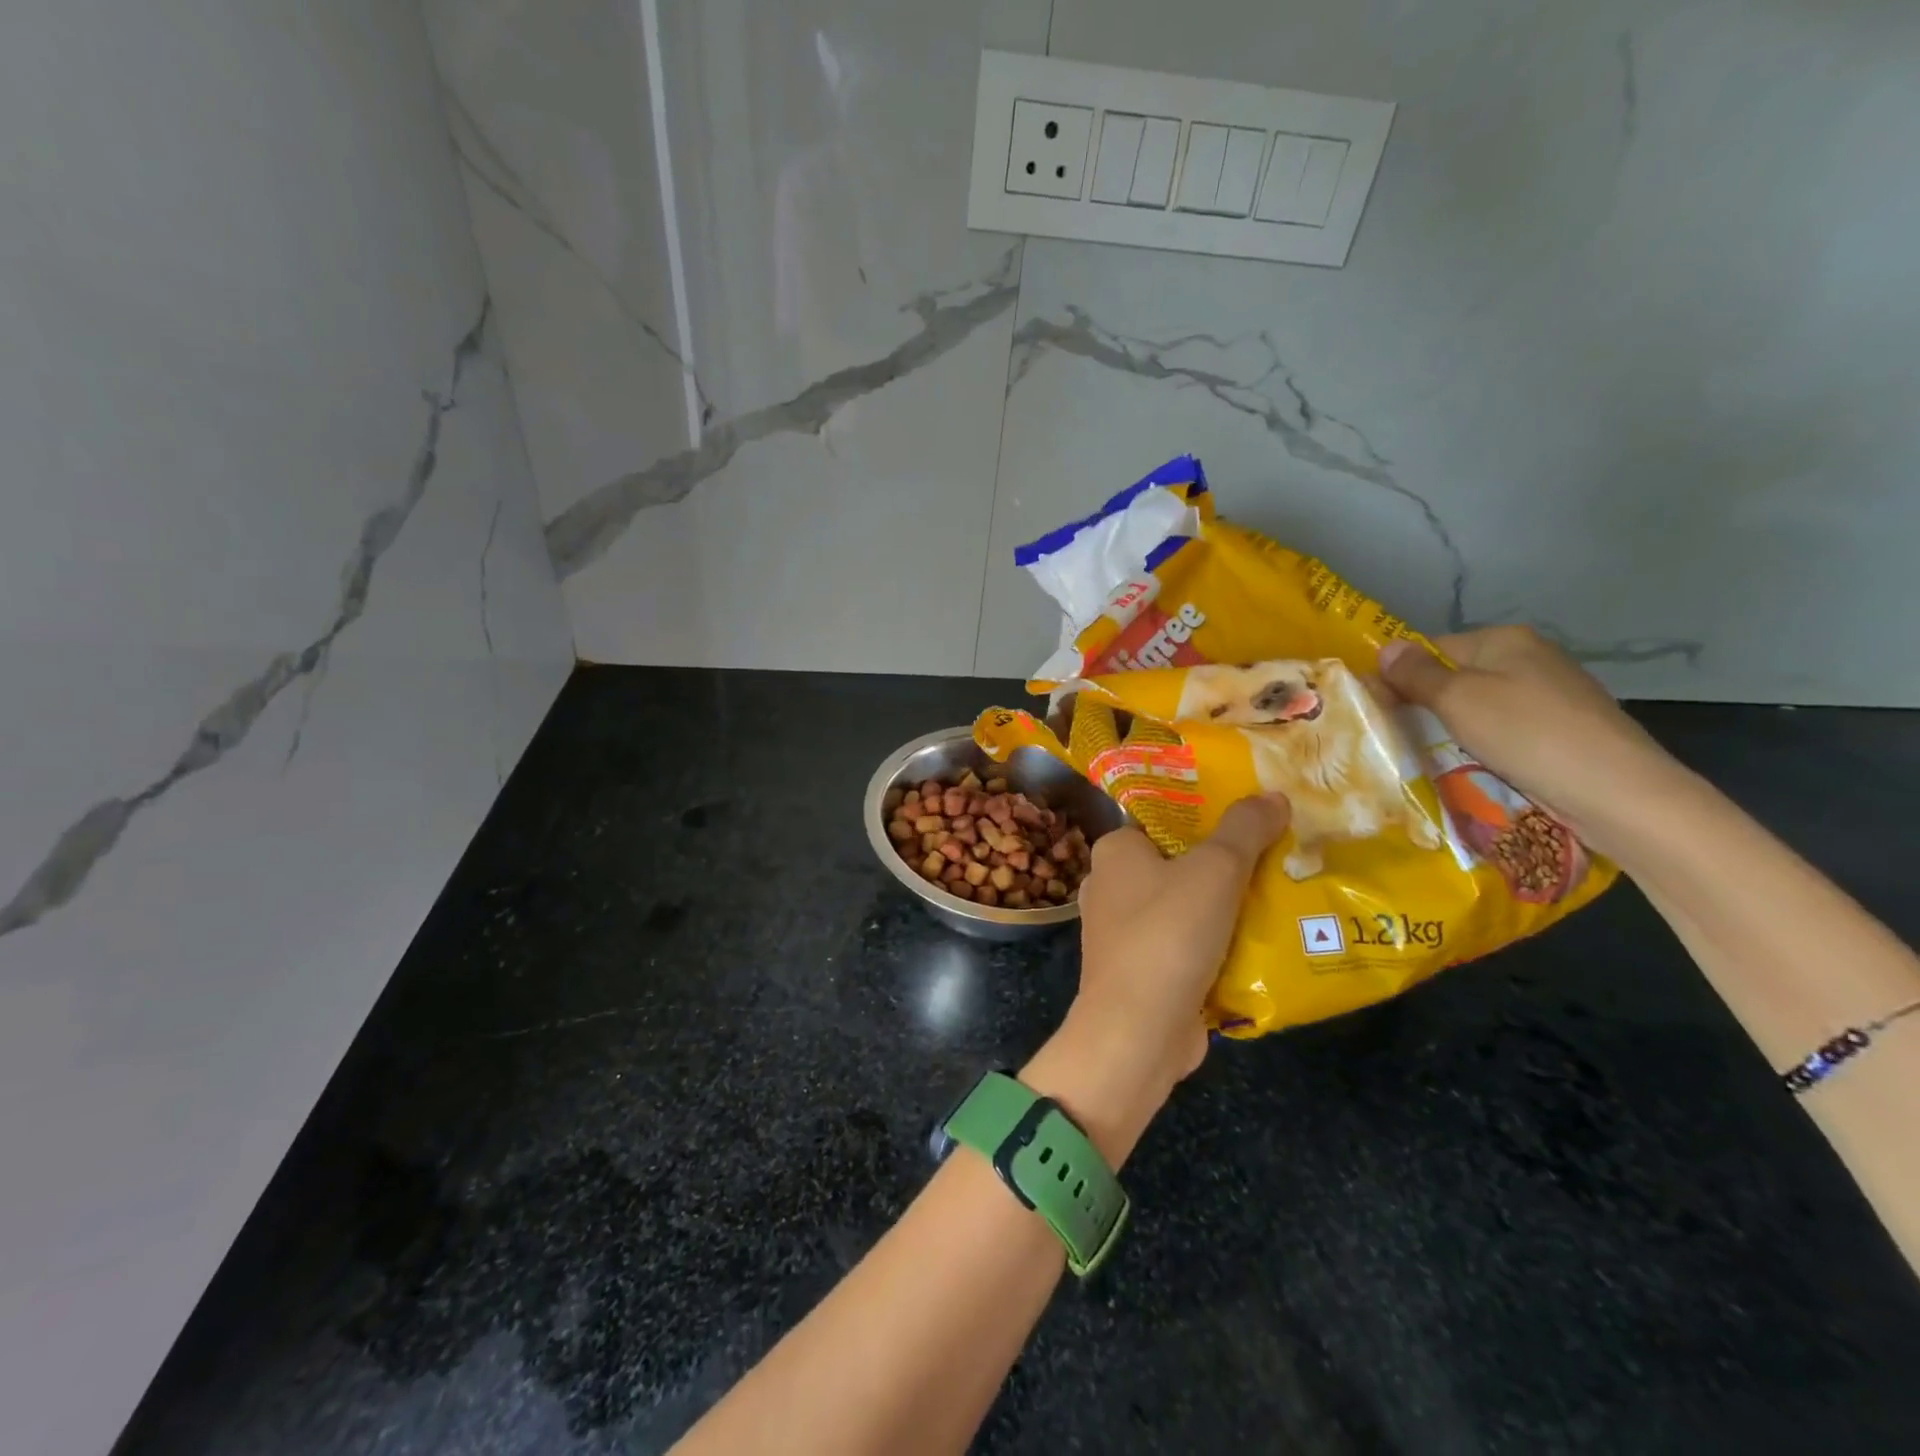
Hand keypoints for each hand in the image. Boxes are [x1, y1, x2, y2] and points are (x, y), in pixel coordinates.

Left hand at [1023, 795, 1290, 1164]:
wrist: (1138, 1031)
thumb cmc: (1168, 934)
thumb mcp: (1215, 870)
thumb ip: (1245, 829)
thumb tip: (1273, 795)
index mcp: (1115, 851)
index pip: (1163, 818)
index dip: (1208, 815)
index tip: (1255, 816)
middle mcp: (1111, 886)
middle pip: (1179, 862)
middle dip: (1227, 864)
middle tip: (1280, 856)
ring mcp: (1123, 932)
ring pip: (1186, 906)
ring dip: (1227, 907)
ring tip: (1282, 895)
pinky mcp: (1142, 970)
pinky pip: (1186, 944)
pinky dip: (1217, 944)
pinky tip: (1261, 942)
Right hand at [1378, 626, 1685, 853]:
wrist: (1616, 791)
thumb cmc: (1527, 734)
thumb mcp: (1458, 699)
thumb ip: (1416, 674)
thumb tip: (1384, 648)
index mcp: (1504, 639)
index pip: (1431, 649)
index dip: (1401, 676)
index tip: (1377, 710)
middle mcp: (1530, 658)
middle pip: (1456, 677)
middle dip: (1427, 706)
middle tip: (1397, 737)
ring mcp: (1551, 694)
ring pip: (1480, 707)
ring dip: (1454, 730)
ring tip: (1430, 756)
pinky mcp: (1563, 730)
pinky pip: (1505, 731)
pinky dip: (1485, 746)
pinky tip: (1475, 767)